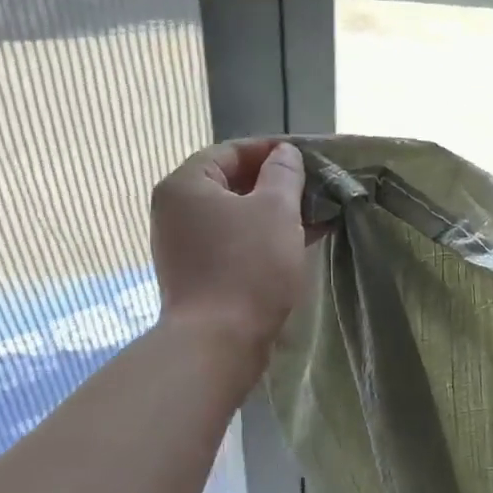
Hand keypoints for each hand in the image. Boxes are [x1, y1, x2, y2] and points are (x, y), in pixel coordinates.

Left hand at [151, 139, 308, 359]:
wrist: (218, 342)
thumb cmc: (248, 266)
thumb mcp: (276, 210)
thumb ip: (284, 174)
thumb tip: (284, 154)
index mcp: (186, 185)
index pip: (230, 151)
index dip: (271, 150)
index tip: (307, 157)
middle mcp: (177, 211)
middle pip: (232, 183)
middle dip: (276, 183)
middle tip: (316, 187)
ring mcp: (185, 245)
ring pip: (236, 216)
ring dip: (275, 213)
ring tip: (316, 214)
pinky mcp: (199, 274)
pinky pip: (234, 243)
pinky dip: (264, 238)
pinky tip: (300, 241)